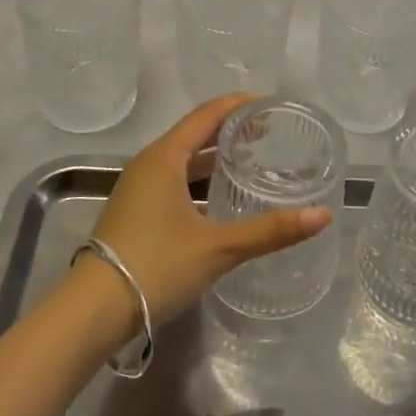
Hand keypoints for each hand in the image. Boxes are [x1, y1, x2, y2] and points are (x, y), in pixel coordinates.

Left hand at [84, 94, 332, 327]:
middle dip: (231, 129)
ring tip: (249, 158)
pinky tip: (218, 197)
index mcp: (165, 157)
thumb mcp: (217, 248)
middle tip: (268, 132)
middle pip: (196, 133)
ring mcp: (138, 187)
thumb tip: (322, 216)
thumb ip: (269, 231)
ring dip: (215, 155)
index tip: (271, 105)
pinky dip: (199, 177)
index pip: (208, 114)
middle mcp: (149, 163)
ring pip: (183, 158)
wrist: (93, 310)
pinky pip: (173, 178)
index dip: (240, 105)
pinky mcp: (135, 209)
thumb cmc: (155, 265)